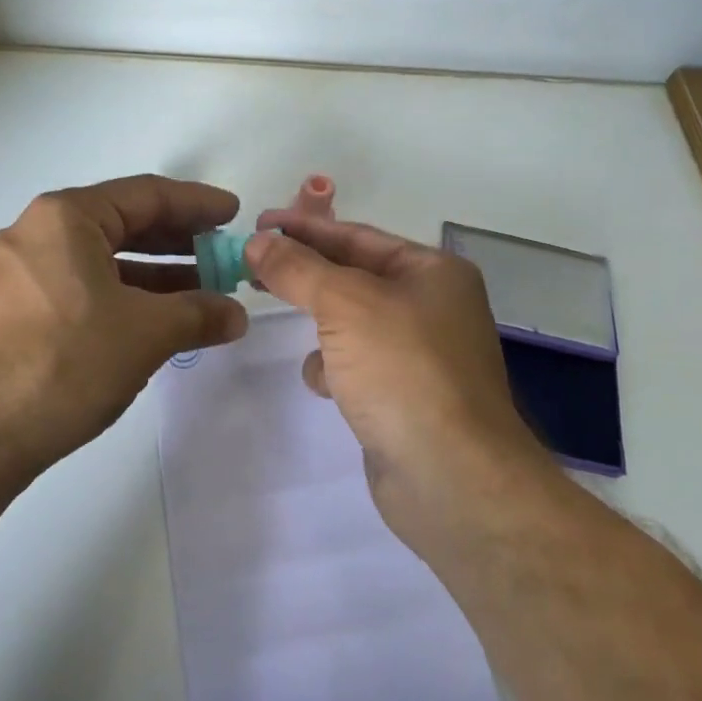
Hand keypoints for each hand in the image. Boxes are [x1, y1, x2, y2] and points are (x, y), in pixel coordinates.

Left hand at [0, 175, 248, 485]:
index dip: (196, 204)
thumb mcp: (145, 335)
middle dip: (175, 243)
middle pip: (119, 225)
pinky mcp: (2, 312)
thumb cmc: (62, 365)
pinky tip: (142, 324)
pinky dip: (114, 298)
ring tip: (193, 296)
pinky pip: (72, 289)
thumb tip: (235, 315)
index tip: (232, 215)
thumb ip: (198, 314)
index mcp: (64, 218)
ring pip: (95, 261)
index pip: (145, 195)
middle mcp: (32, 234)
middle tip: (218, 258)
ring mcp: (10, 274)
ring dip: (149, 276)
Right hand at [244, 216, 548, 535]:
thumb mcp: (345, 303)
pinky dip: (335, 369)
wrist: (450, 476)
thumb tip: (259, 241)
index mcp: (433, 273)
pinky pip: (357, 365)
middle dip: (306, 274)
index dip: (306, 228)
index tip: (259, 224)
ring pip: (352, 323)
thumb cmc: (403, 369)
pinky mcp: (404, 397)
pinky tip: (326, 384)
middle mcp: (433, 307)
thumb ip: (298, 268)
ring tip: (286, 321)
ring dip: (321, 324)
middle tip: (252, 265)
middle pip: (354, 277)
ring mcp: (420, 355)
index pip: (358, 236)